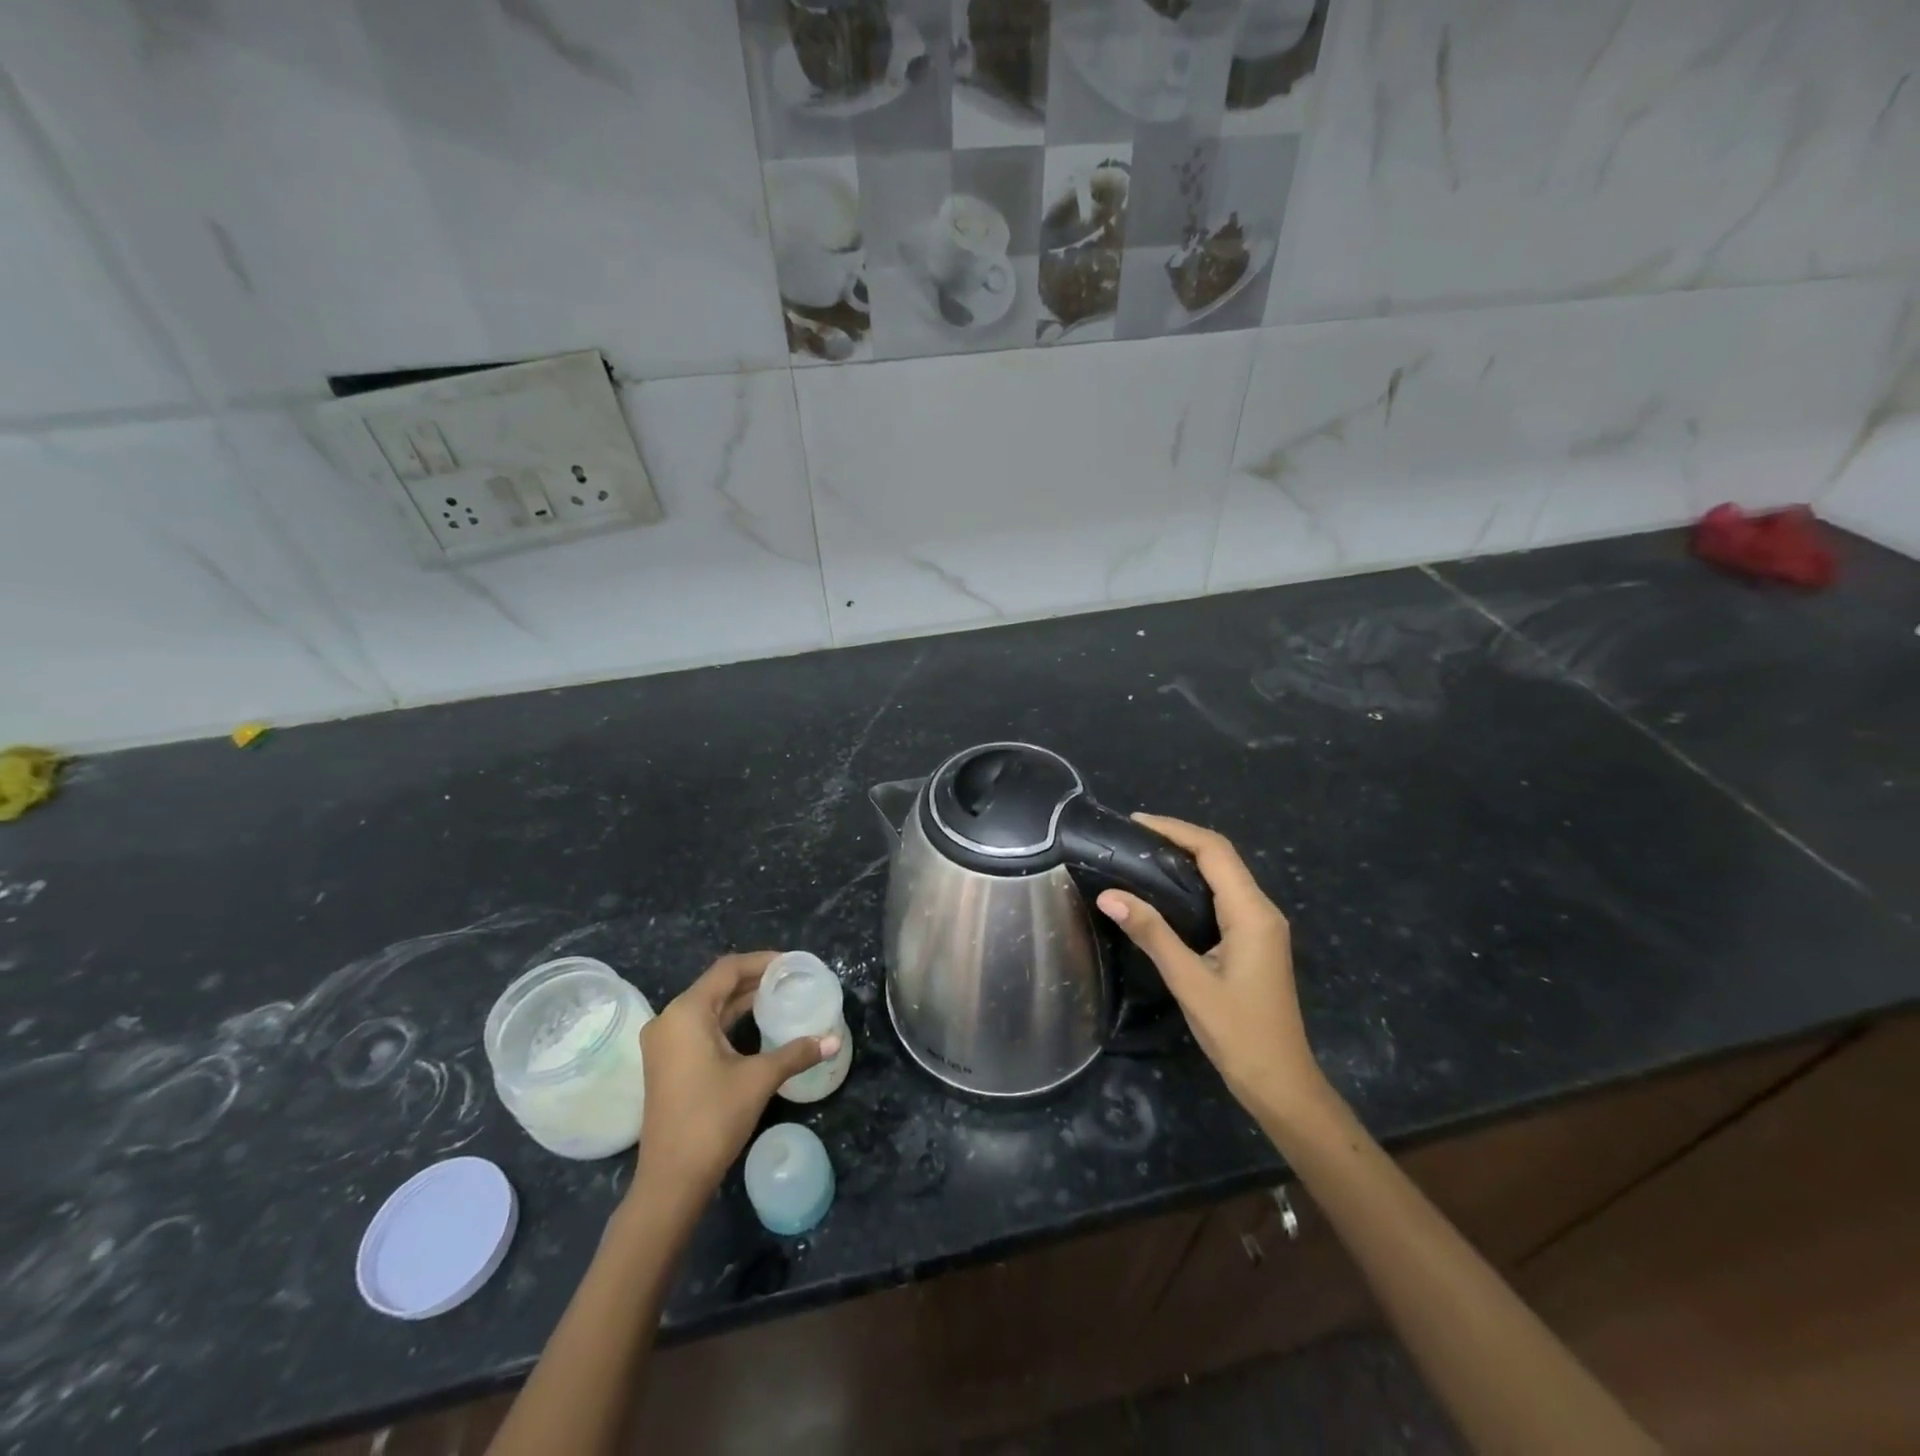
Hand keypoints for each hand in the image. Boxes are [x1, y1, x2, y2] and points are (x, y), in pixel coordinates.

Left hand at [632, 952, 838, 1218]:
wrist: (671, 1179)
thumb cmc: (713, 1118)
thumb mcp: (759, 1079)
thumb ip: (796, 1053)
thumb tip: (834, 1040)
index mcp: (687, 1012)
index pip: (728, 969)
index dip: (761, 961)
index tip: (792, 964)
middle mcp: (670, 1019)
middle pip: (716, 985)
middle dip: (754, 979)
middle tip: (790, 979)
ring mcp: (664, 1043)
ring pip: (708, 1006)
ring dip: (741, 1000)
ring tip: (778, 997)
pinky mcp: (666, 1062)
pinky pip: (700, 1026)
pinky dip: (727, 1020)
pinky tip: (755, 1025)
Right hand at [1096, 815, 1326, 1125]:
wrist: (1281, 1083)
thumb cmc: (1238, 1033)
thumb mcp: (1189, 981)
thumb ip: (1152, 933)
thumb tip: (1109, 895)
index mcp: (1252, 913)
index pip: (1215, 852)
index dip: (1176, 829)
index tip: (1136, 822)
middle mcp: (1262, 911)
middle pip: (1221, 857)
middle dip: (1179, 838)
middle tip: (1132, 837)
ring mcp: (1262, 926)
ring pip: (1224, 875)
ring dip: (1187, 858)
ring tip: (1142, 854)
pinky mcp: (1255, 940)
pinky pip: (1224, 896)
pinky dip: (1195, 882)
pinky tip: (1166, 891)